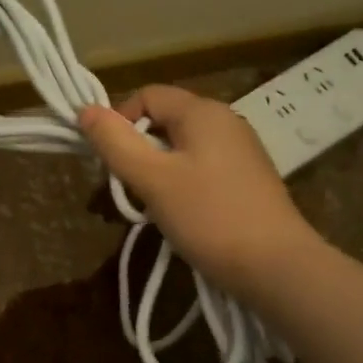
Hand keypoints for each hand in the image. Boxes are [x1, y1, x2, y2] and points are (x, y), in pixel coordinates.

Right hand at [77, 85, 321, 299]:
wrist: (277, 267)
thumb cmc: (209, 217)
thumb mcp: (152, 179)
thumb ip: (115, 143)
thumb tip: (85, 110)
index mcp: (202, 112)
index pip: (146, 95)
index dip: (119, 120)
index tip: (108, 160)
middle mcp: (225, 121)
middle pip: (164, 119)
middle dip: (137, 148)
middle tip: (127, 187)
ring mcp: (241, 150)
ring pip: (181, 146)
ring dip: (157, 169)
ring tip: (152, 205)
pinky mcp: (248, 179)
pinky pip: (201, 167)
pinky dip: (181, 182)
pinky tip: (181, 213)